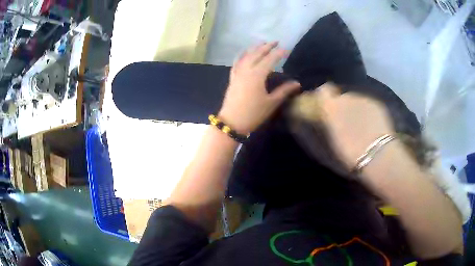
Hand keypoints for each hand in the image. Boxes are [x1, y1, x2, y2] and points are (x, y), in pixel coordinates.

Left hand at [218, 42, 300, 133]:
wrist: (232, 122)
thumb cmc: (253, 113)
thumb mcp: (271, 102)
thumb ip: (284, 91)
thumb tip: (297, 83)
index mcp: (257, 75)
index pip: (270, 59)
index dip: (278, 53)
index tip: (286, 49)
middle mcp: (246, 70)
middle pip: (257, 54)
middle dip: (267, 46)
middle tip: (275, 41)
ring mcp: (238, 73)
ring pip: (246, 56)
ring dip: (255, 48)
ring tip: (262, 43)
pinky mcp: (233, 78)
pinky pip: (237, 62)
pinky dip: (242, 55)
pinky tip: (244, 53)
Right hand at [314, 83, 395, 168]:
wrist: (377, 154)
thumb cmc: (350, 152)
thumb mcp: (332, 138)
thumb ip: (330, 122)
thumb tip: (330, 116)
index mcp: (332, 106)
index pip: (324, 91)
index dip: (326, 97)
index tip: (327, 107)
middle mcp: (347, 97)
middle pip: (343, 97)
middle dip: (344, 107)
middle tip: (347, 124)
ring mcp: (364, 99)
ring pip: (357, 101)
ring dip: (357, 110)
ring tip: (362, 127)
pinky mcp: (377, 104)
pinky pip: (369, 105)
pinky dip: (369, 113)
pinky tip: (372, 126)